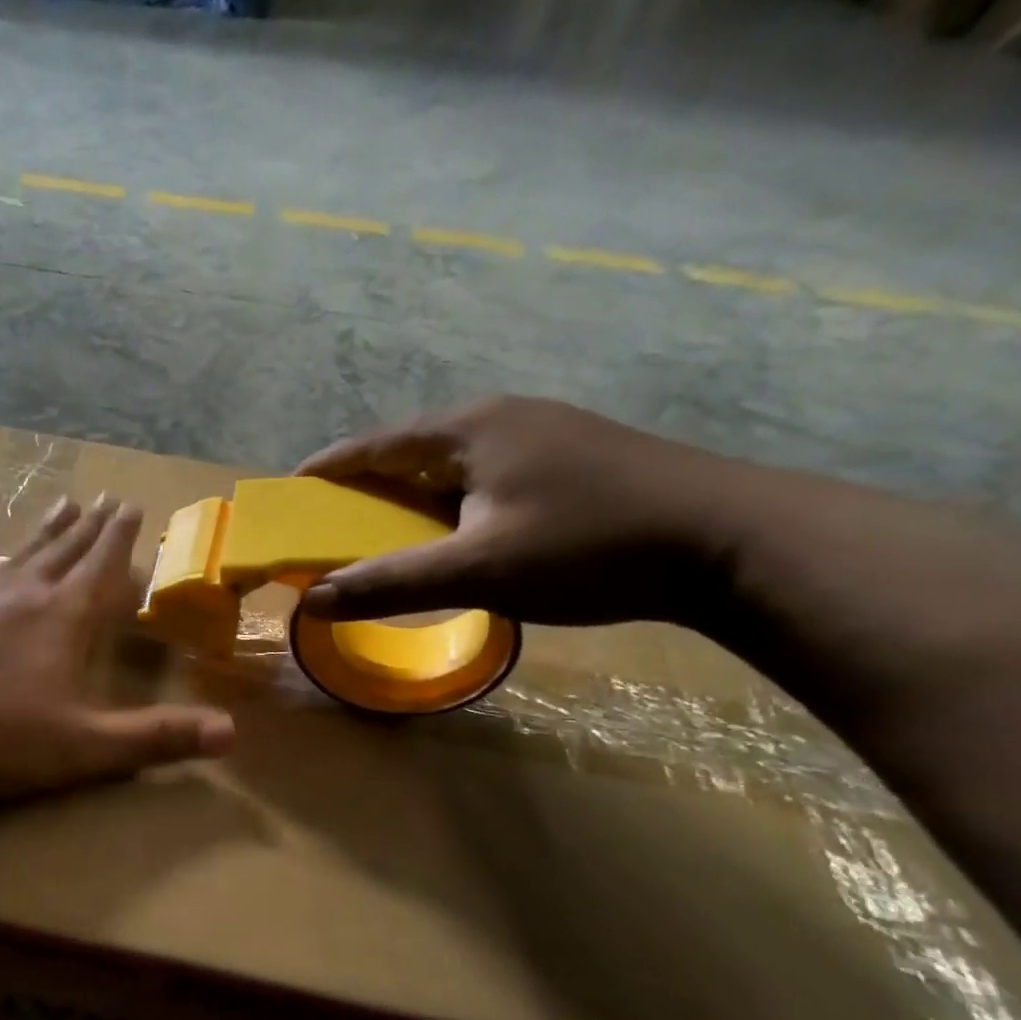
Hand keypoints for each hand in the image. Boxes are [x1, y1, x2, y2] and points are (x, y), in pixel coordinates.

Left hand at [0, 495, 234, 797]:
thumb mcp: (84, 747)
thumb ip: (155, 738)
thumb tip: (232, 733)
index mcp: (62, 620)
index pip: (101, 568)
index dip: (120, 540)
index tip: (131, 506)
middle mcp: (19, 595)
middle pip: (63, 552)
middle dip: (88, 528)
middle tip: (104, 499)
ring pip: (16, 555)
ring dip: (42, 533)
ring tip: (60, 506)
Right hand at [296, 396, 746, 627]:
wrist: (732, 542)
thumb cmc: (590, 546)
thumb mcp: (477, 571)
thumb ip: (389, 584)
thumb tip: (310, 600)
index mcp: (468, 429)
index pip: (373, 444)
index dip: (326, 470)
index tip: (288, 495)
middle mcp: (500, 419)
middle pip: (407, 450)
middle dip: (363, 486)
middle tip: (329, 524)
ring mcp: (540, 435)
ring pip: (447, 466)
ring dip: (407, 497)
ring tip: (382, 534)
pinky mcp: (567, 460)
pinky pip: (480, 477)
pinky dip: (447, 505)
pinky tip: (451, 535)